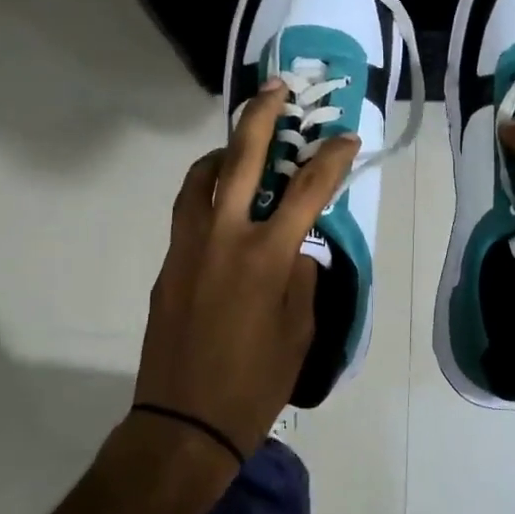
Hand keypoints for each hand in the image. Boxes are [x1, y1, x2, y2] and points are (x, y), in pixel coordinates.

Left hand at [135, 82, 357, 458]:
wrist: (183, 424)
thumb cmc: (255, 384)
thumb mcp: (300, 332)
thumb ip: (302, 279)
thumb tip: (296, 250)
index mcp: (267, 255)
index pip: (309, 189)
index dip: (332, 158)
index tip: (346, 139)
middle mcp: (224, 236)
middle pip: (242, 157)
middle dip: (262, 115)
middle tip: (276, 89)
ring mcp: (188, 246)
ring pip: (201, 177)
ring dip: (224, 152)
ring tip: (241, 147)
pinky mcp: (168, 263)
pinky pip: (188, 211)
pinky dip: (206, 192)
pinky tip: (222, 205)